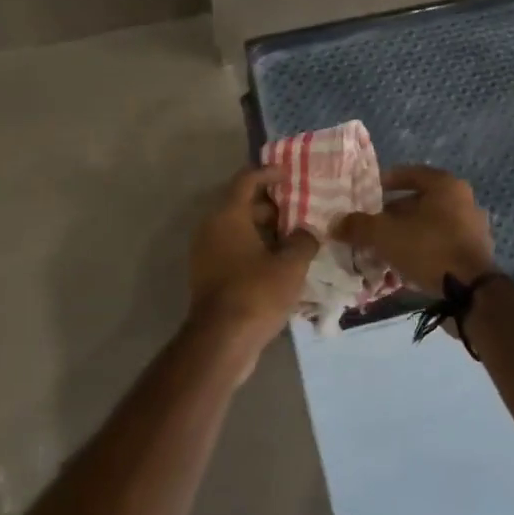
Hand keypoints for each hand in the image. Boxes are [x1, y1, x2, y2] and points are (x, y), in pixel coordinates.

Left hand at [188, 166, 320, 371]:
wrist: (221, 341)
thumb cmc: (256, 293)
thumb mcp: (291, 265)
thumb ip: (303, 240)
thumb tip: (306, 232)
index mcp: (227, 216)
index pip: (246, 180)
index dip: (269, 173)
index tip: (291, 174)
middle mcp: (211, 228)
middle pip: (242, 205)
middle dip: (272, 206)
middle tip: (300, 210)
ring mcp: (207, 253)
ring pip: (238, 230)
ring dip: (265, 230)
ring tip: (295, 238)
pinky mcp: (209, 275)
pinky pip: (234, 250)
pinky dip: (255, 249)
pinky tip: (280, 263)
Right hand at [335, 165, 495, 292]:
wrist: (470, 293)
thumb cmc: (428, 249)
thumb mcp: (384, 235)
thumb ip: (358, 226)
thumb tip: (335, 223)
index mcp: (446, 186)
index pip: (410, 174)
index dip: (384, 182)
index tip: (366, 194)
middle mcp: (463, 202)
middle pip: (418, 202)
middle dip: (391, 215)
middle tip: (369, 226)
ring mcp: (472, 229)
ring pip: (428, 226)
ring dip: (404, 235)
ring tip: (380, 249)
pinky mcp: (474, 255)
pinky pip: (439, 246)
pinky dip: (420, 251)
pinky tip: (401, 266)